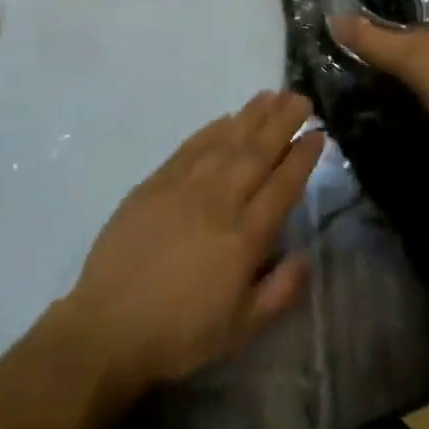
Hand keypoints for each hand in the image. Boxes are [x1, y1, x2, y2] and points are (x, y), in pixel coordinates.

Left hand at [61, 90, 322, 401]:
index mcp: (243, 238)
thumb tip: (308, 257)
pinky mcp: (157, 180)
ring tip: (272, 94)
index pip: (281, 187)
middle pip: (257, 153)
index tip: (318, 133)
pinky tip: (227, 116)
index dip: (302, 158)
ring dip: (252, 115)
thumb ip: (279, 292)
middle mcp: (218, 201)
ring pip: (226, 140)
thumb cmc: (180, 333)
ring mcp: (185, 185)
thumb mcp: (239, 330)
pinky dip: (212, 128)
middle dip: (282, 123)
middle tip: (302, 98)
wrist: (109, 322)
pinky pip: (192, 145)